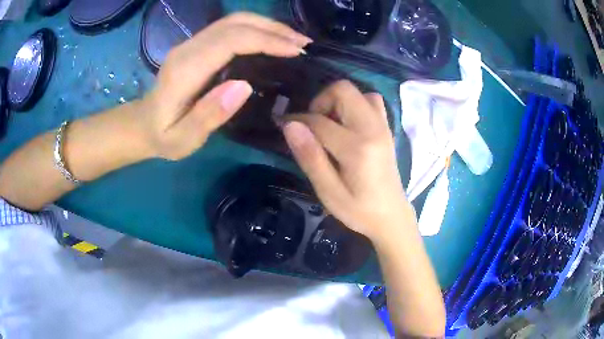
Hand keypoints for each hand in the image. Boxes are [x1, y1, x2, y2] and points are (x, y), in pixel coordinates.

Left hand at [138, 13, 311, 159]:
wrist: (142, 123)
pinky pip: (230, 28)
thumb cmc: (163, 136)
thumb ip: (208, 115)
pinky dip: (256, 29)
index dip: (267, 40)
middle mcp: (188, 48)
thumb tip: (244, 86)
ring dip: (267, 25)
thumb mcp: (182, 139)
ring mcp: (192, 43)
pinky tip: (272, 39)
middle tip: (304, 43)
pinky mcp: (197, 44)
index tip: (296, 51)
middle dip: (274, 29)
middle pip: (236, 23)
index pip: (231, 40)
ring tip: (294, 39)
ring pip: (235, 21)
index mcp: (185, 69)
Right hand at [283, 81, 414, 242]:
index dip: (297, 120)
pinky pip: (371, 100)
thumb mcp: (328, 191)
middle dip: (320, 101)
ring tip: (329, 125)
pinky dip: (354, 104)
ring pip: (357, 92)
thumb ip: (310, 157)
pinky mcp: (386, 128)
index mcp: (357, 148)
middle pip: (343, 90)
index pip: (319, 121)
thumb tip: (290, 125)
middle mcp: (373, 129)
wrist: (391, 216)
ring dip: (338, 101)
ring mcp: (382, 126)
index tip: (283, 124)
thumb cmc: (358, 209)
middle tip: (312, 125)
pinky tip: (347, 125)